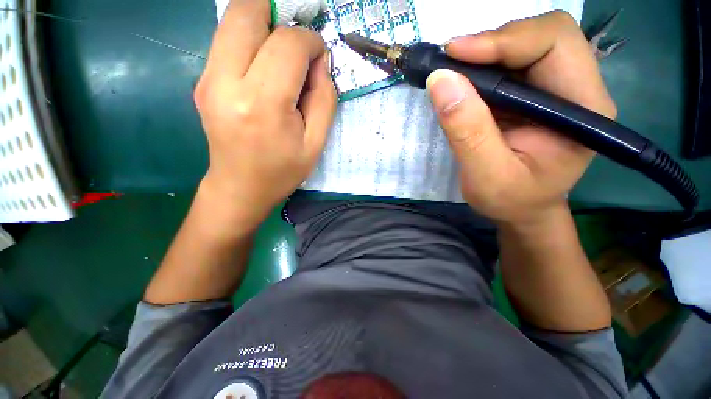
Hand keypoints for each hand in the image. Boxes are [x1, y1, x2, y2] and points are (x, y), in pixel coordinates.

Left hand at [194, 0, 335, 229]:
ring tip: (283, 54)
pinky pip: (226, 41)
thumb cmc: (283, 170)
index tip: (319, 56)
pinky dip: (250, 41)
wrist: (241, 187)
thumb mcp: (316, 143)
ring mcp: (208, 80)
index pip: (287, 45)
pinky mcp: (202, 81)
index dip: (310, 41)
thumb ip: (324, 99)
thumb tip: (319, 62)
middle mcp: (227, 83)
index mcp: (264, 105)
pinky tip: (264, 67)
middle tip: (297, 42)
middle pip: (247, 12)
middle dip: (279, 15)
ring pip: (232, 20)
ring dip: (263, 25)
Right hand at [427, 11, 615, 225]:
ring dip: (484, 54)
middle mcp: (578, 89)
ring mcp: (557, 90)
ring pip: (525, 45)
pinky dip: (482, 68)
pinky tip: (463, 84)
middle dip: (492, 43)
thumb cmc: (510, 200)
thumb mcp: (485, 175)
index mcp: (583, 109)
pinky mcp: (535, 96)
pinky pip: (511, 66)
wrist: (522, 210)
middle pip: (542, 35)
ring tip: (452, 75)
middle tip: (450, 63)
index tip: (454, 55)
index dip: (504, 40)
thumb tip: (440, 81)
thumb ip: (467, 131)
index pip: (555, 43)